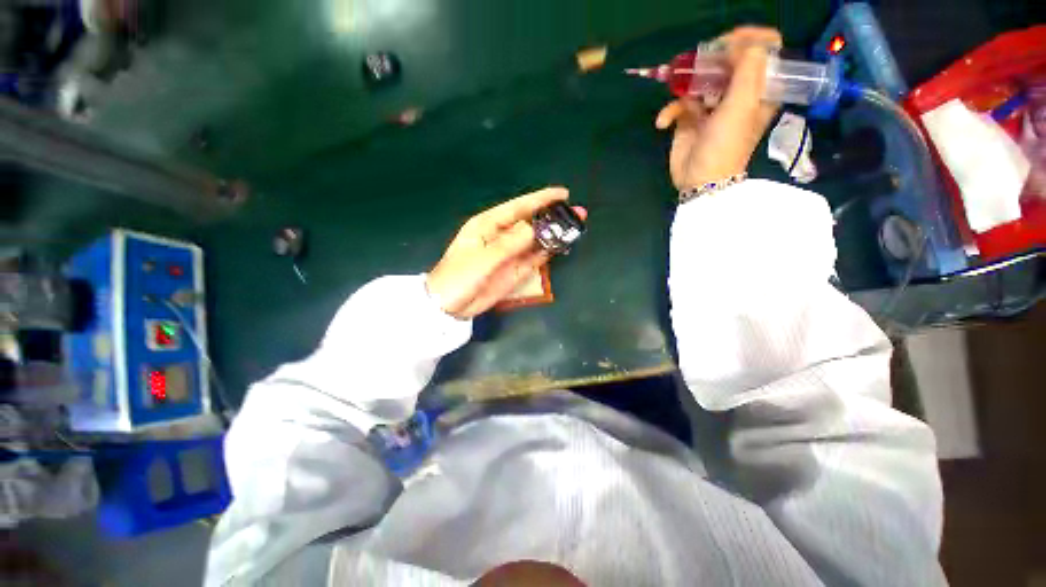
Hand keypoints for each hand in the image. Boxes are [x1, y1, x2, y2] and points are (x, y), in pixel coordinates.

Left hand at [427, 188, 587, 318]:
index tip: (563, 194)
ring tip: (576, 228)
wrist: (450, 306)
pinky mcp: (515, 270)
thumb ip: (509, 244)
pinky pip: (535, 258)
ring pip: (536, 239)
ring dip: (554, 234)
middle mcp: (502, 235)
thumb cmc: (459, 277)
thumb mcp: (482, 258)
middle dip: (553, 216)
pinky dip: (548, 252)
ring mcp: (510, 254)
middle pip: (531, 222)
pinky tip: (562, 247)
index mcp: (488, 225)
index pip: (519, 207)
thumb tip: (534, 228)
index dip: (541, 199)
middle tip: (578, 213)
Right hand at [655, 26, 782, 189]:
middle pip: (729, 61)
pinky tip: (663, 122)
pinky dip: (669, 111)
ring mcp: (711, 108)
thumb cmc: (726, 143)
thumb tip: (738, 43)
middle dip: (712, 59)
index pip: (764, 51)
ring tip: (678, 90)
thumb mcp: (744, 103)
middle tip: (699, 63)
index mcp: (759, 90)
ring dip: (686, 84)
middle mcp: (737, 95)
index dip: (749, 40)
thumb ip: (748, 66)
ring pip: (701, 80)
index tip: (728, 44)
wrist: (700, 180)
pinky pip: (679, 105)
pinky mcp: (689, 120)